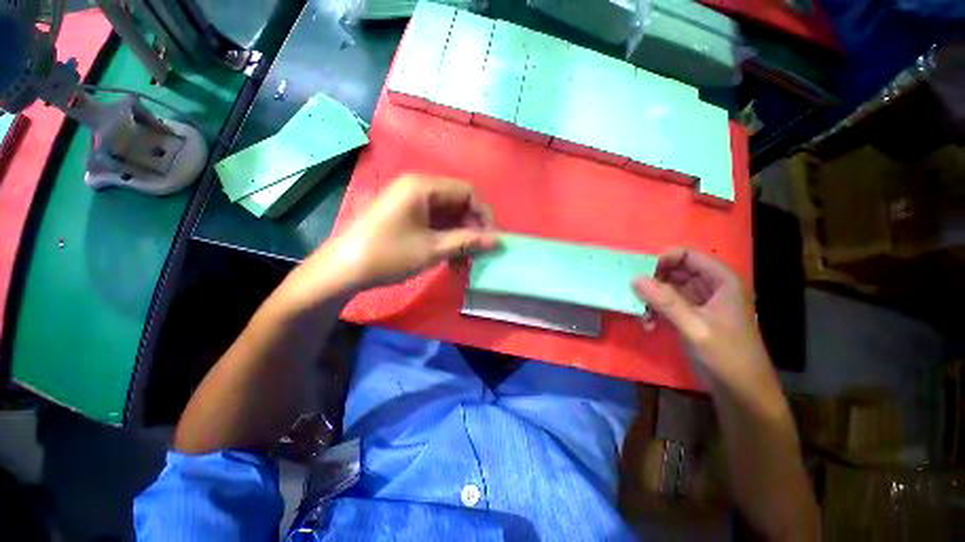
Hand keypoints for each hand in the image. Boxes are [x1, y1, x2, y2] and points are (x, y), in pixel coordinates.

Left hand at [323, 175, 499, 289]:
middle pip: (457, 202)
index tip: (491, 238)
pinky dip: (446, 237)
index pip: (467, 191)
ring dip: (460, 235)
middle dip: (472, 227)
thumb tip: (497, 241)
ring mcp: (410, 201)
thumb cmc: (389, 255)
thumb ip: (467, 241)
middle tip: (479, 251)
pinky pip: (434, 222)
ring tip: (466, 258)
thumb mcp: (432, 249)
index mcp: (423, 187)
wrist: (344, 269)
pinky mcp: (405, 215)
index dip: (484, 214)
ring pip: (447, 214)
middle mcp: (418, 188)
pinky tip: (451, 256)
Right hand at [633, 248, 773, 391]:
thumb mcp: (695, 327)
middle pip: (676, 271)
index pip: (688, 256)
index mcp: (721, 281)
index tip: (640, 273)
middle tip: (634, 293)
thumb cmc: (727, 356)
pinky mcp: (691, 317)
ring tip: (640, 313)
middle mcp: (710, 287)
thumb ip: (666, 302)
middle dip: (653, 281)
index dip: (664, 260)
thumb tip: (635, 279)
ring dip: (651, 298)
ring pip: (668, 288)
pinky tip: (647, 324)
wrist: (742, 392)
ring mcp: (700, 303)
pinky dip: (655, 311)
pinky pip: (667, 304)